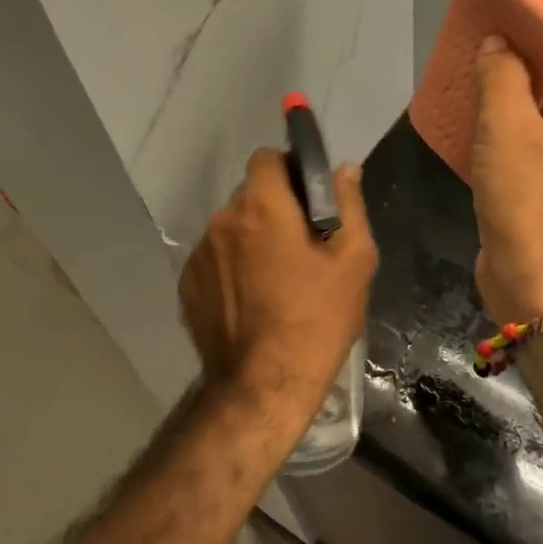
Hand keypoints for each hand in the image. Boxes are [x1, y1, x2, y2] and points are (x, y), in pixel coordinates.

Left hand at [178, 149, 377, 415]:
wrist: (264, 385)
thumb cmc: (318, 319)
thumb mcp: (354, 260)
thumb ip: (349, 204)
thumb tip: (345, 168)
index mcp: (263, 207)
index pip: (266, 157)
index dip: (289, 169)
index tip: (309, 197)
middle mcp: (223, 221)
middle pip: (250, 194)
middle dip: (275, 207)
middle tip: (303, 244)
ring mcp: (199, 254)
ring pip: (231, 227)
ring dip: (252, 238)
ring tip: (277, 279)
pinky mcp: (187, 284)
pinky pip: (215, 259)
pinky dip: (233, 267)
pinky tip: (253, 300)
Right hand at [471, 35, 542, 322]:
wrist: (538, 286)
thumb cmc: (532, 201)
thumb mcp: (508, 127)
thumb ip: (503, 74)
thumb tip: (498, 44)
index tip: (514, 12)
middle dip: (536, 55)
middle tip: (492, 37)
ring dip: (526, 89)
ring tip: (484, 68)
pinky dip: (526, 121)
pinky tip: (489, 111)